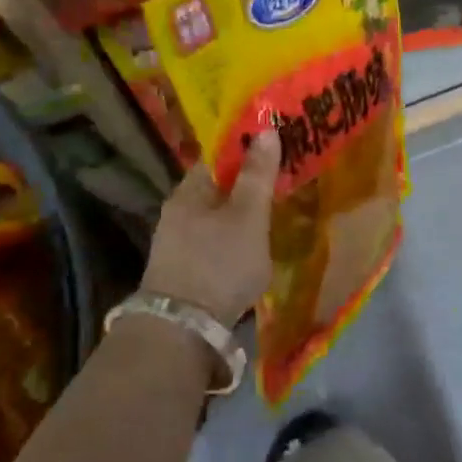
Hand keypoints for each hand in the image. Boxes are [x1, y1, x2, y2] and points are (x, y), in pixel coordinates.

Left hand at [141, 129, 279, 324]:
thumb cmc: (219, 263)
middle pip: (217, 186)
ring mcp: (177, 243)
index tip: (278, 148)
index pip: (219, 156)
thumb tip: (265, 130)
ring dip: (241, 213)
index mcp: (189, 191)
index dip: (248, 149)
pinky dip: (234, 237)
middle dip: (247, 183)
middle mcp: (178, 211)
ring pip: (216, 216)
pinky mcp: (184, 270)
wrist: (183, 331)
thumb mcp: (248, 215)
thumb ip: (257, 175)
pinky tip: (252, 247)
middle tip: (283, 182)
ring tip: (273, 214)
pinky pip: (214, 240)